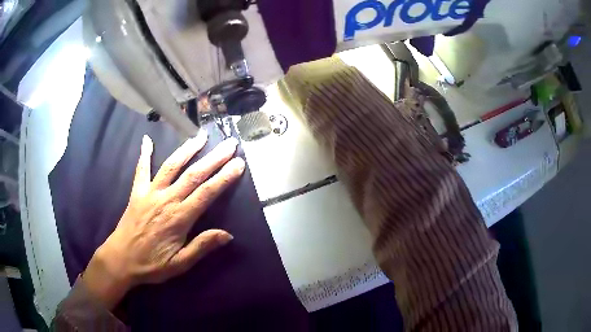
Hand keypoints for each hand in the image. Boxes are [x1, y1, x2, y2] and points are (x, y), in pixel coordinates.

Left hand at [82, 132, 244, 308]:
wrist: (121, 259)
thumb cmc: (152, 264)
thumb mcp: (180, 264)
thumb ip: (202, 247)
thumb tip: (227, 234)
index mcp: (179, 218)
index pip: (207, 193)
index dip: (224, 177)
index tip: (238, 163)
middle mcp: (166, 200)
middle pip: (194, 174)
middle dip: (214, 158)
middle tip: (230, 143)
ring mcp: (150, 193)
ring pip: (172, 166)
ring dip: (187, 149)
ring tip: (201, 135)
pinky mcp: (137, 192)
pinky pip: (141, 169)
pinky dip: (144, 154)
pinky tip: (147, 139)